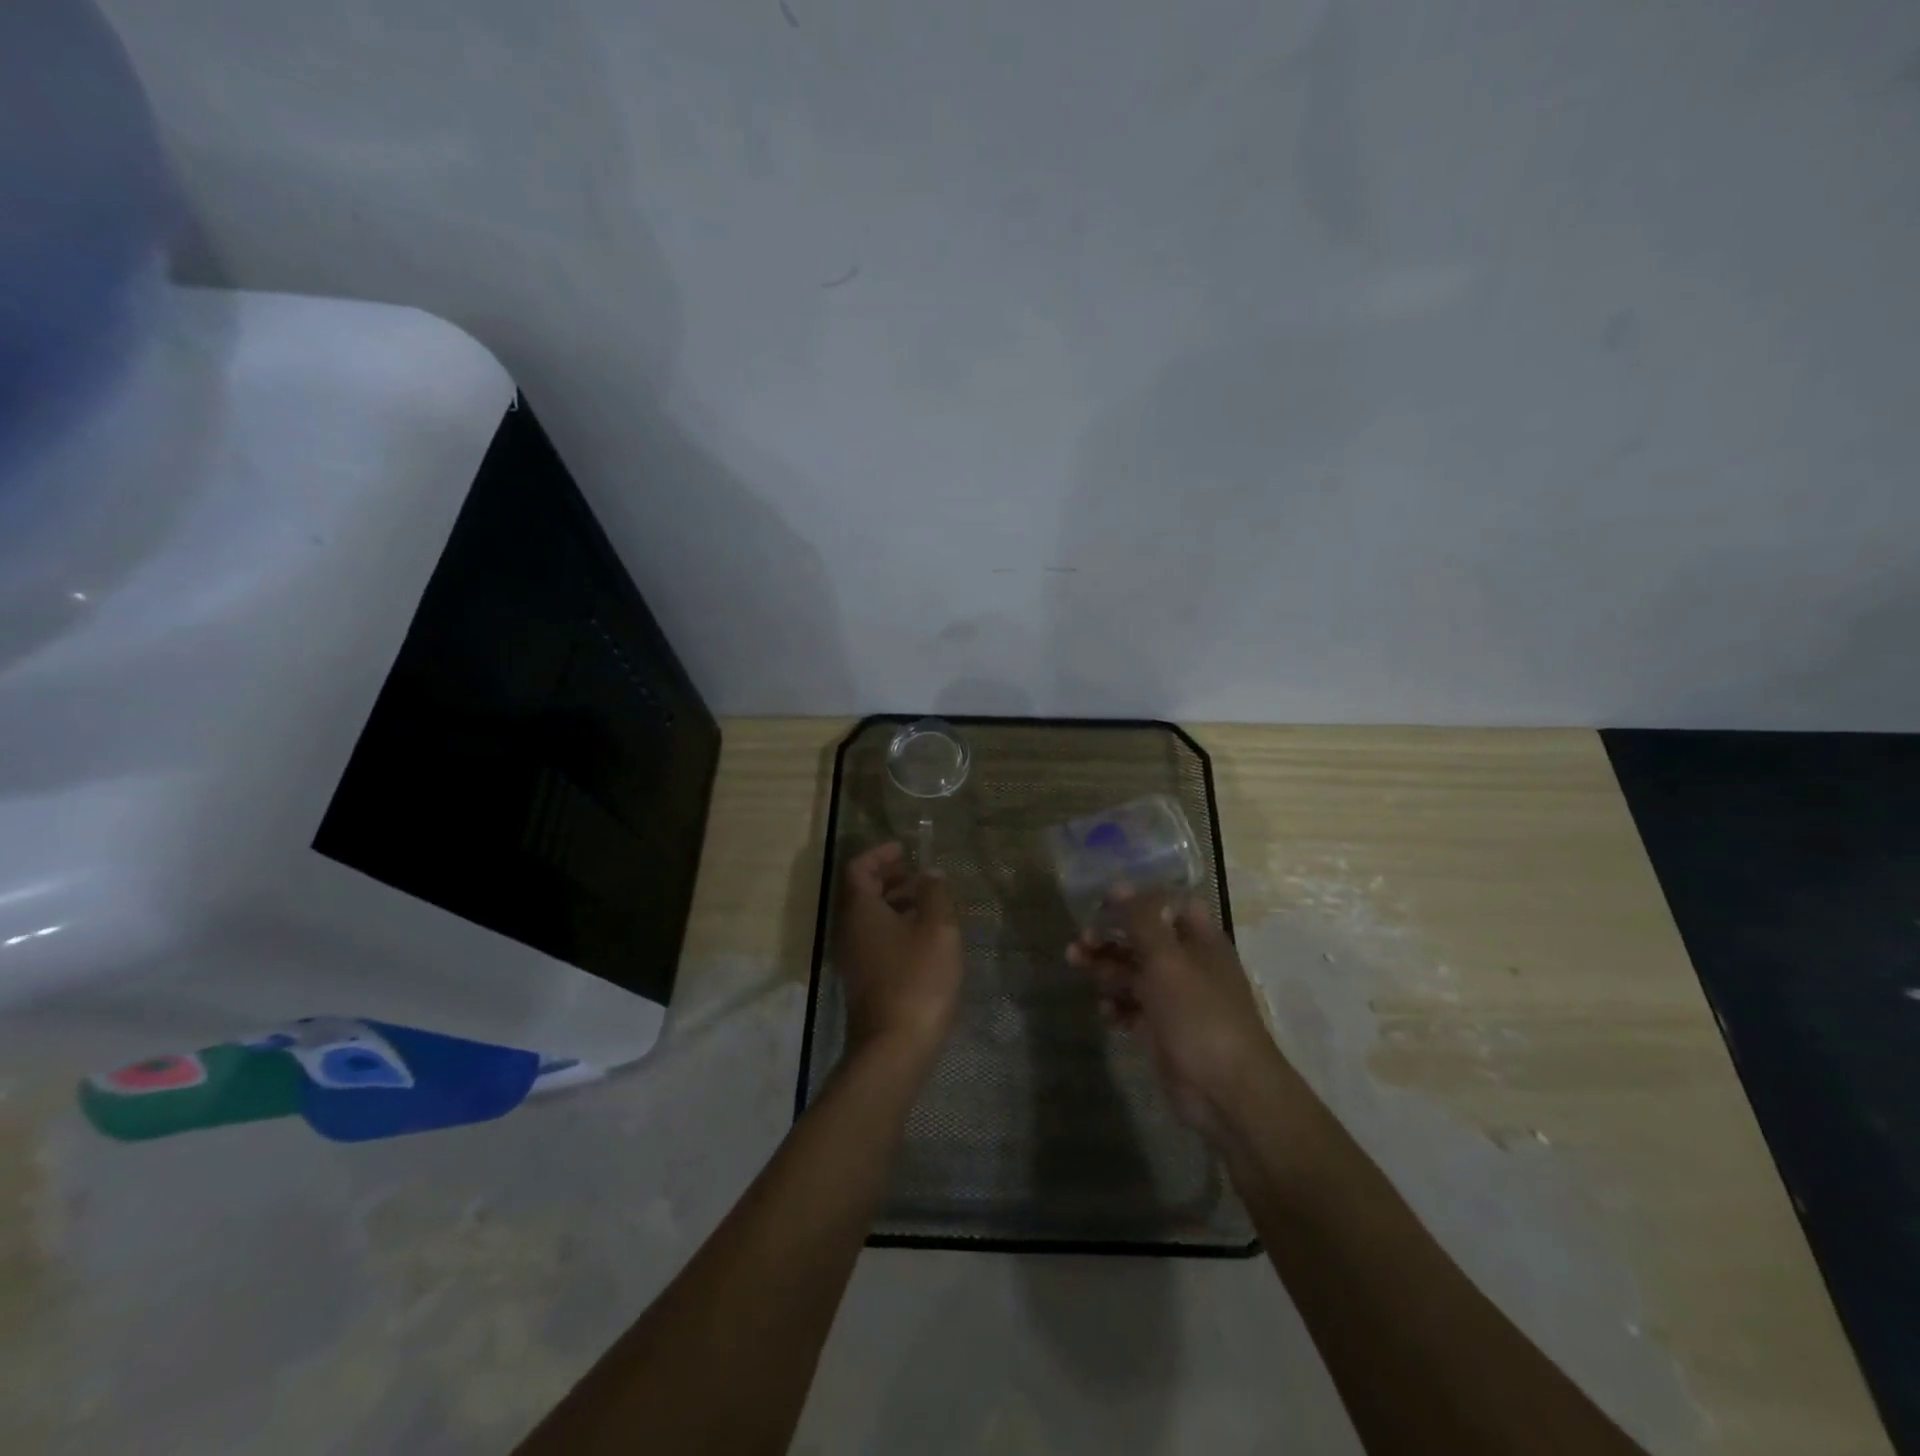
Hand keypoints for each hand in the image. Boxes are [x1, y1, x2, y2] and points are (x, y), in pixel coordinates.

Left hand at [836, 843, 963, 1065]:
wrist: (894, 1047)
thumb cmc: (917, 978)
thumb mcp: (937, 928)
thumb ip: (935, 894)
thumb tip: (930, 875)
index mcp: (859, 910)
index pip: (858, 868)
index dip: (880, 854)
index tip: (906, 850)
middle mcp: (848, 930)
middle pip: (861, 892)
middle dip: (890, 877)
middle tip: (921, 874)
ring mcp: (853, 958)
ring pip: (870, 918)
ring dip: (896, 903)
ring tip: (930, 904)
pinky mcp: (864, 980)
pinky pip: (876, 940)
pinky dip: (896, 927)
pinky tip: (924, 938)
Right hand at [1069, 892, 1287, 1140]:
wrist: (1226, 1092)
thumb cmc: (1199, 1015)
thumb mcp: (1167, 959)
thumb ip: (1142, 920)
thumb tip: (1120, 886)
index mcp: (1199, 941)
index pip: (1167, 906)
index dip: (1135, 901)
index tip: (1101, 903)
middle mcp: (1188, 966)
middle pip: (1143, 940)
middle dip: (1110, 937)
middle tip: (1079, 941)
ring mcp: (1176, 1001)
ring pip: (1134, 974)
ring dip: (1106, 969)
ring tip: (1076, 966)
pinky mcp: (1163, 1032)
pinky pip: (1133, 1010)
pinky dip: (1117, 1007)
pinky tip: (1105, 1013)